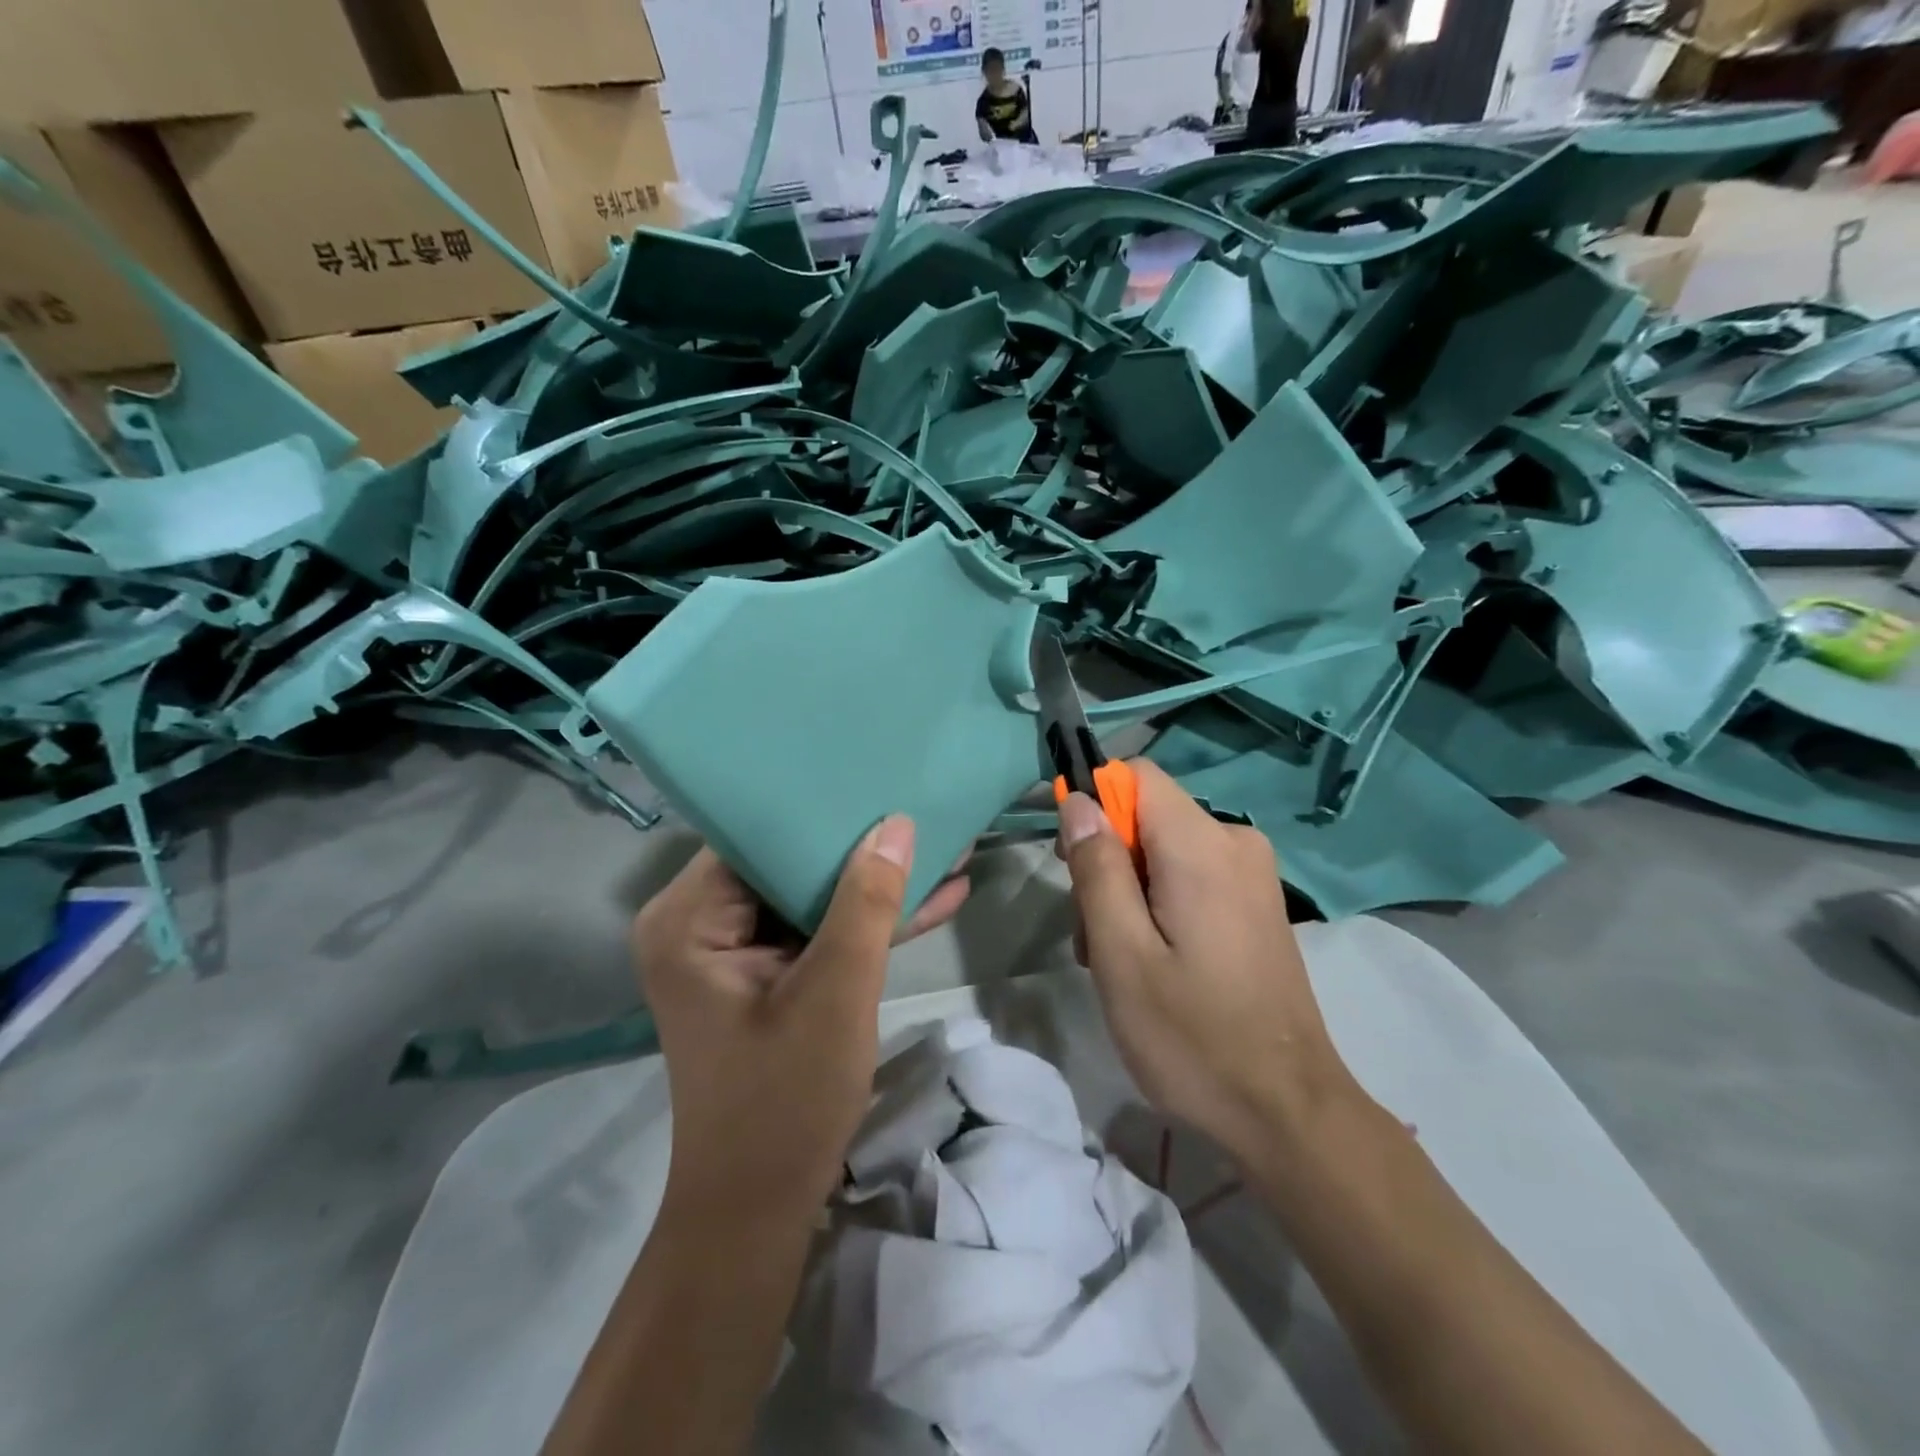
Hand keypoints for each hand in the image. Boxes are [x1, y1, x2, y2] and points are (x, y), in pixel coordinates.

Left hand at [632, 818, 968, 1220]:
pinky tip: (934, 898)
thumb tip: (896, 823)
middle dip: (861, 845)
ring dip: (875, 884)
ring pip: (810, 896)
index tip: (877, 776)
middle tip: (921, 805)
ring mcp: (734, 952)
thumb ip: (867, 902)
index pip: (755, 834)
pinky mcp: (764, 976)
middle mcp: (699, 923)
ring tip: (947, 848)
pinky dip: (867, 923)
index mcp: (688, 917)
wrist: (760, 1210)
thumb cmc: (785, 1100)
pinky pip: (817, 932)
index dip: (819, 806)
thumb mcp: (836, 991)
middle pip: (786, 860)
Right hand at [1057, 761, 1352, 1157]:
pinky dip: (1161, 905)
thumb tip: (1078, 801)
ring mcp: (1253, 874)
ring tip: (1120, 963)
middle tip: (1092, 936)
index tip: (1072, 861)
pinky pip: (1192, 876)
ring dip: (1129, 892)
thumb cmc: (1192, 1036)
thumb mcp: (1122, 954)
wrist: (1288, 1112)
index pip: (1136, 774)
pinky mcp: (1257, 903)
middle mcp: (1235, 841)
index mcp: (1202, 845)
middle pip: (1146, 816)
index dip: (1094, 803)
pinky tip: (1154, 964)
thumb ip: (1096, 869)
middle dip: (1108, 862)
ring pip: (1164, 850)